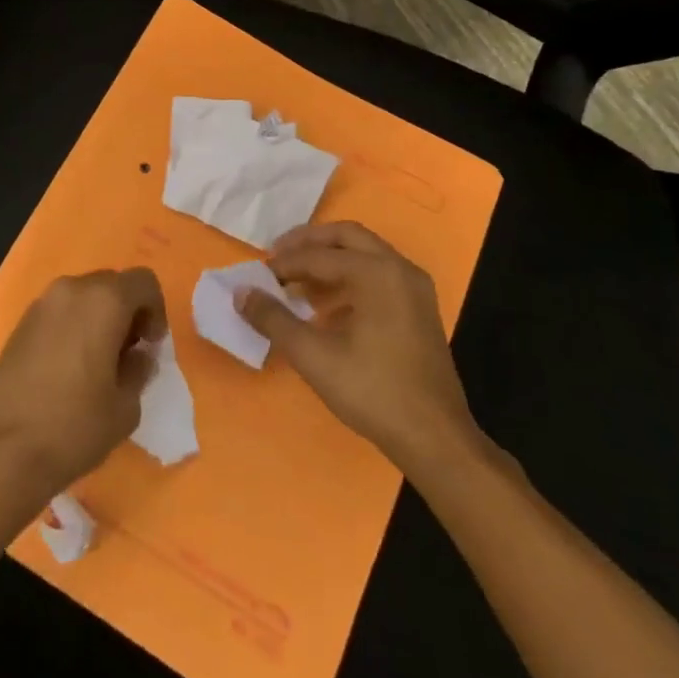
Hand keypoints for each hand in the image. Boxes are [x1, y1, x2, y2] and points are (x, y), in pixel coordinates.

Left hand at [0, 268, 167, 502]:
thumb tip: (137, 355)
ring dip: (98, 318)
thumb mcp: (125, 406)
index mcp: (104, 301)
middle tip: (127, 354)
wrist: (3, 448)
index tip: (150, 346)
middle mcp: (72, 289)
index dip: (155, 311)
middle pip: (112, 284)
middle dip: (126, 312)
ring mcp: (42, 303)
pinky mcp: (21, 323)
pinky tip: (68, 369)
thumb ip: (138, 369)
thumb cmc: (74, 426)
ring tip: (97, 364)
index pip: (143, 281)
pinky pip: (59, 312)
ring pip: (83, 296)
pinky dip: (72, 327)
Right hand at [238, 223, 482, 474]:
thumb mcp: (313, 356)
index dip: (284, 264)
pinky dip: (349, 278)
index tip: (258, 277)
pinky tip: (328, 308)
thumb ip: (273, 319)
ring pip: (364, 254)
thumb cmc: (373, 392)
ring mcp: (414, 288)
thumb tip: (241, 293)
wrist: (436, 440)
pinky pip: (379, 275)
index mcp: (376, 272)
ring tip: (298, 284)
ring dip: (329, 260)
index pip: (318, 255)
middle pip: (346, 237)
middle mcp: (399, 269)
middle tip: (277, 258)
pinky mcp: (420, 309)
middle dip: (309, 244)